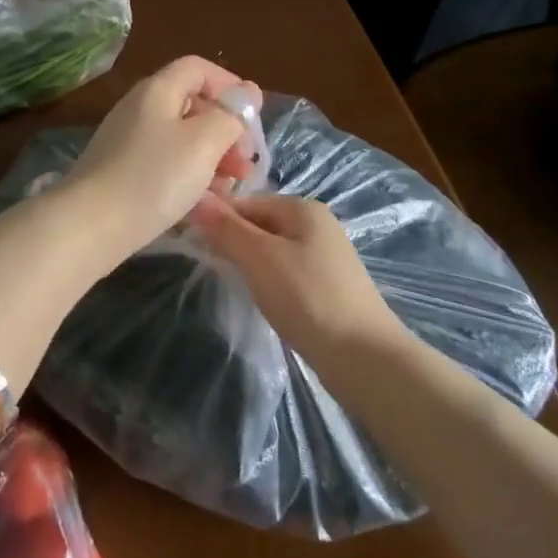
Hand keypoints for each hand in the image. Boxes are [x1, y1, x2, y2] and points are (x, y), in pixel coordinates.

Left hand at [51, 56, 258, 267]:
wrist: (91, 225)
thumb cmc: (154, 177)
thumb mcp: (204, 142)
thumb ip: (231, 115)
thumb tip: (248, 92)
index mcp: (158, 90)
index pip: (198, 68)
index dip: (230, 85)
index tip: (252, 119)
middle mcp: (140, 107)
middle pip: (192, 103)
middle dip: (226, 129)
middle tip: (246, 165)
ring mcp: (127, 139)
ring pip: (181, 137)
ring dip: (211, 156)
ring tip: (230, 187)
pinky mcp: (121, 170)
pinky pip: (164, 161)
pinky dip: (188, 174)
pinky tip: (201, 201)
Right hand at [190, 193, 403, 364]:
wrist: (365, 358)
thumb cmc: (307, 297)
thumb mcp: (258, 257)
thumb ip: (226, 227)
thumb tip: (196, 199)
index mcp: (302, 207)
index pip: (246, 201)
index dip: (217, 217)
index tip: (192, 239)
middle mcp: (316, 224)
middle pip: (260, 222)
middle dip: (233, 239)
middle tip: (207, 262)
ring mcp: (325, 255)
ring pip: (272, 248)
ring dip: (249, 261)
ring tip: (231, 281)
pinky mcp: (328, 285)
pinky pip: (286, 270)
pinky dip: (269, 279)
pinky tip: (262, 297)